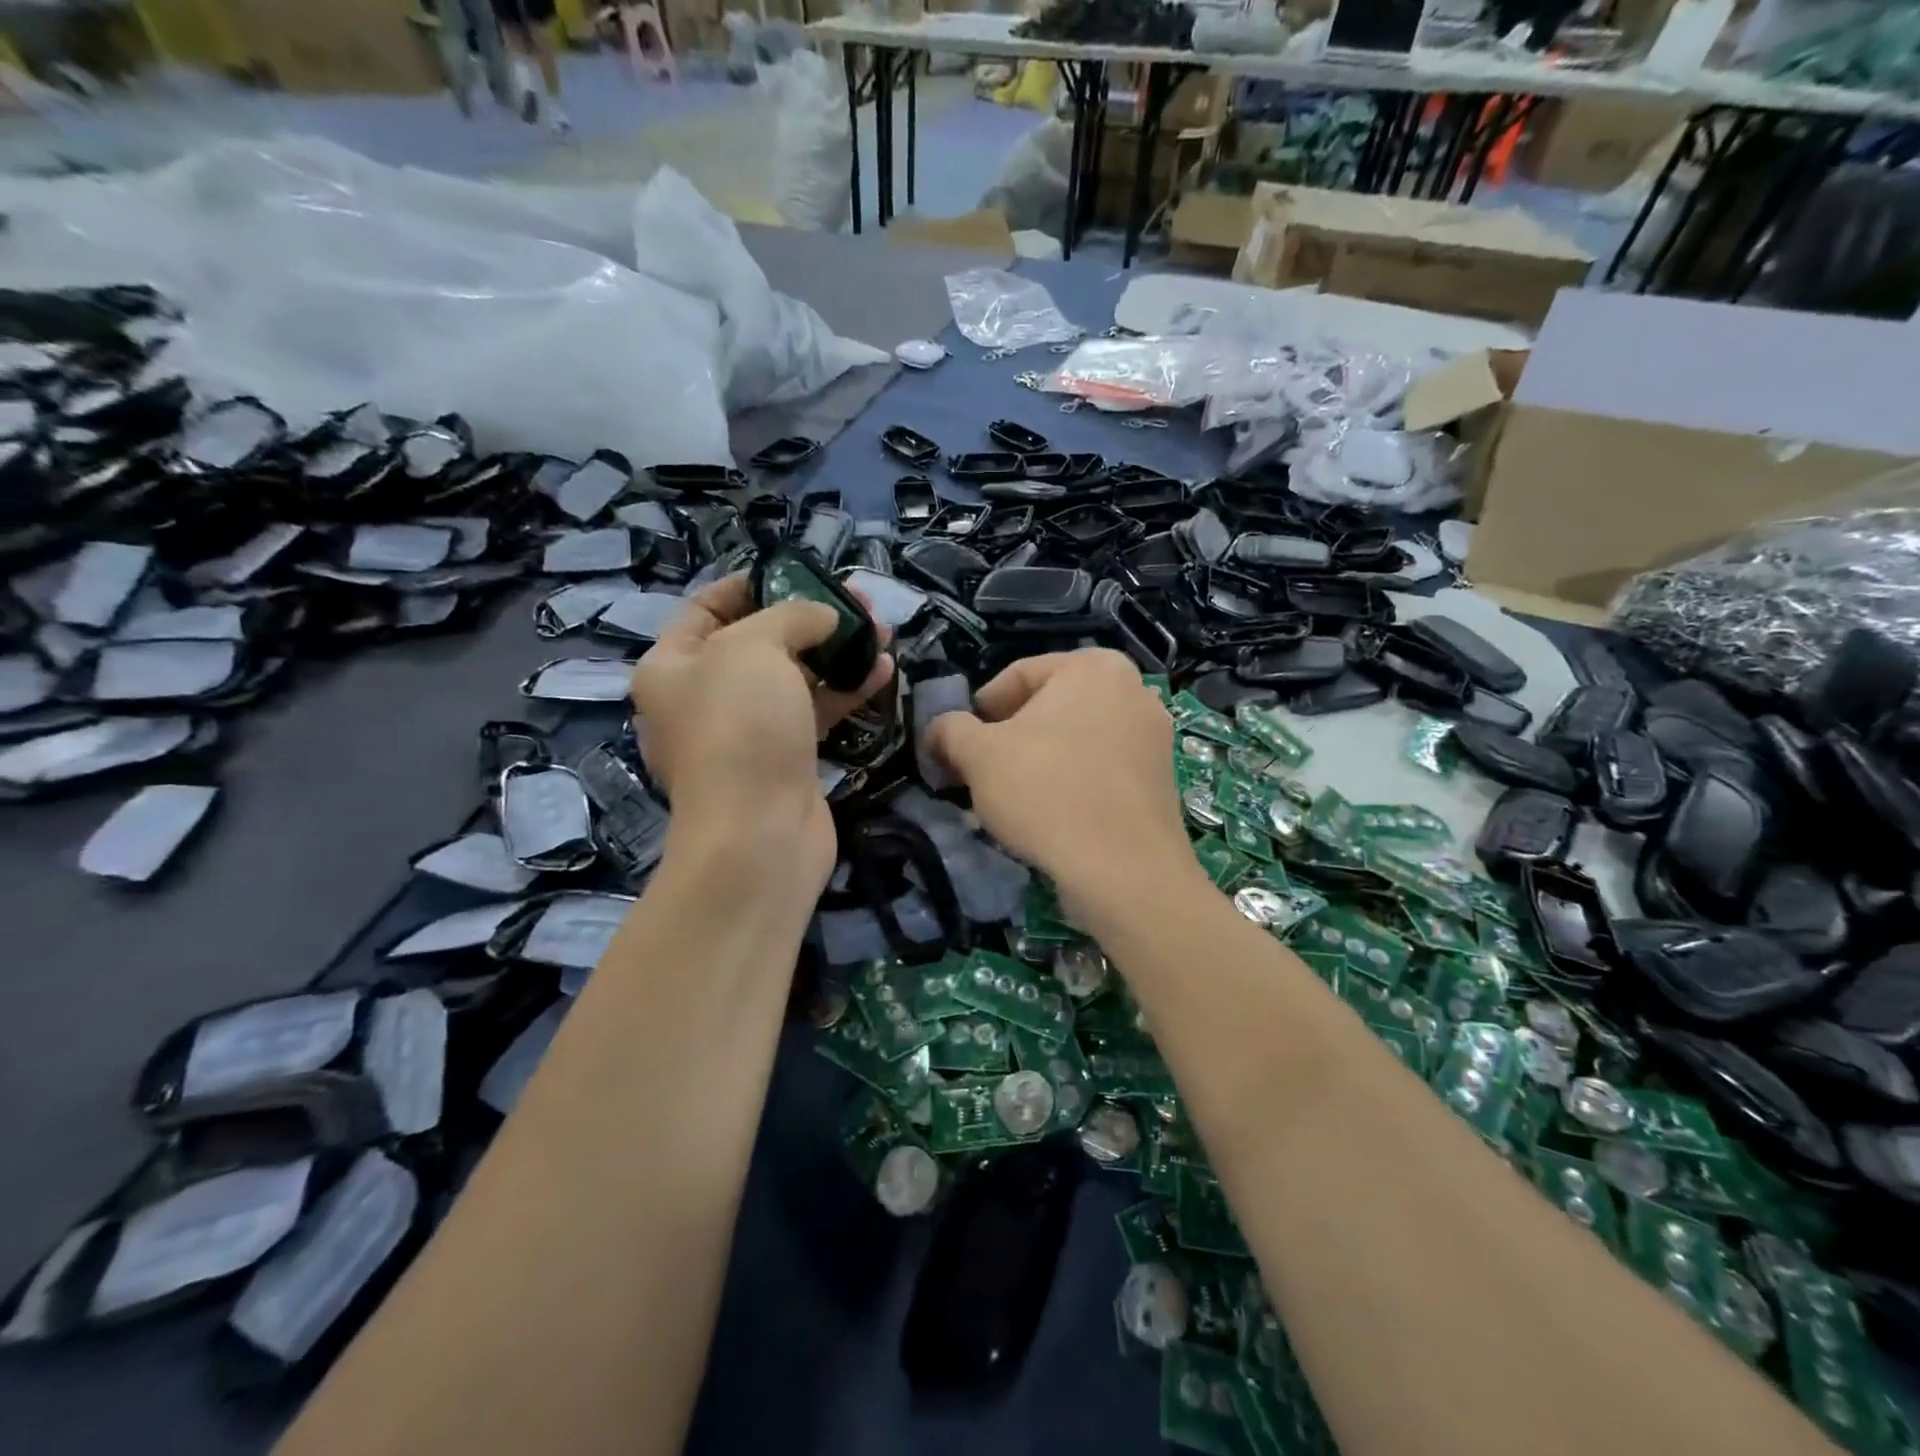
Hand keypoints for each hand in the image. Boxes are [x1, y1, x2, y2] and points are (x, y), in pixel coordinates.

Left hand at [631, 574, 892, 894]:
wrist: (759, 834)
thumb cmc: (740, 727)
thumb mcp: (754, 648)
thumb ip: (789, 616)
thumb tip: (823, 616)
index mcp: (672, 666)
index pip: (706, 607)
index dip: (753, 583)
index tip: (800, 573)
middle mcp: (704, 697)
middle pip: (760, 641)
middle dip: (810, 617)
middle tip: (857, 602)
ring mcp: (746, 731)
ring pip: (795, 677)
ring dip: (837, 652)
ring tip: (882, 630)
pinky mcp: (785, 759)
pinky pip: (815, 712)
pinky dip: (846, 690)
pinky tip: (883, 670)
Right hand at [925, 649, 1191, 908]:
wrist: (1124, 869)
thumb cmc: (1046, 793)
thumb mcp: (978, 755)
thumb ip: (950, 730)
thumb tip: (938, 730)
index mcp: (1093, 666)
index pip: (1017, 676)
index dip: (978, 711)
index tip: (959, 746)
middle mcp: (1133, 688)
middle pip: (1049, 707)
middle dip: (1011, 737)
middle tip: (982, 773)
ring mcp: (1154, 735)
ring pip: (1076, 739)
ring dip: (1040, 761)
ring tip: (1014, 798)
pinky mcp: (1161, 777)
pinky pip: (1102, 768)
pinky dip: (1073, 781)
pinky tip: (1053, 814)